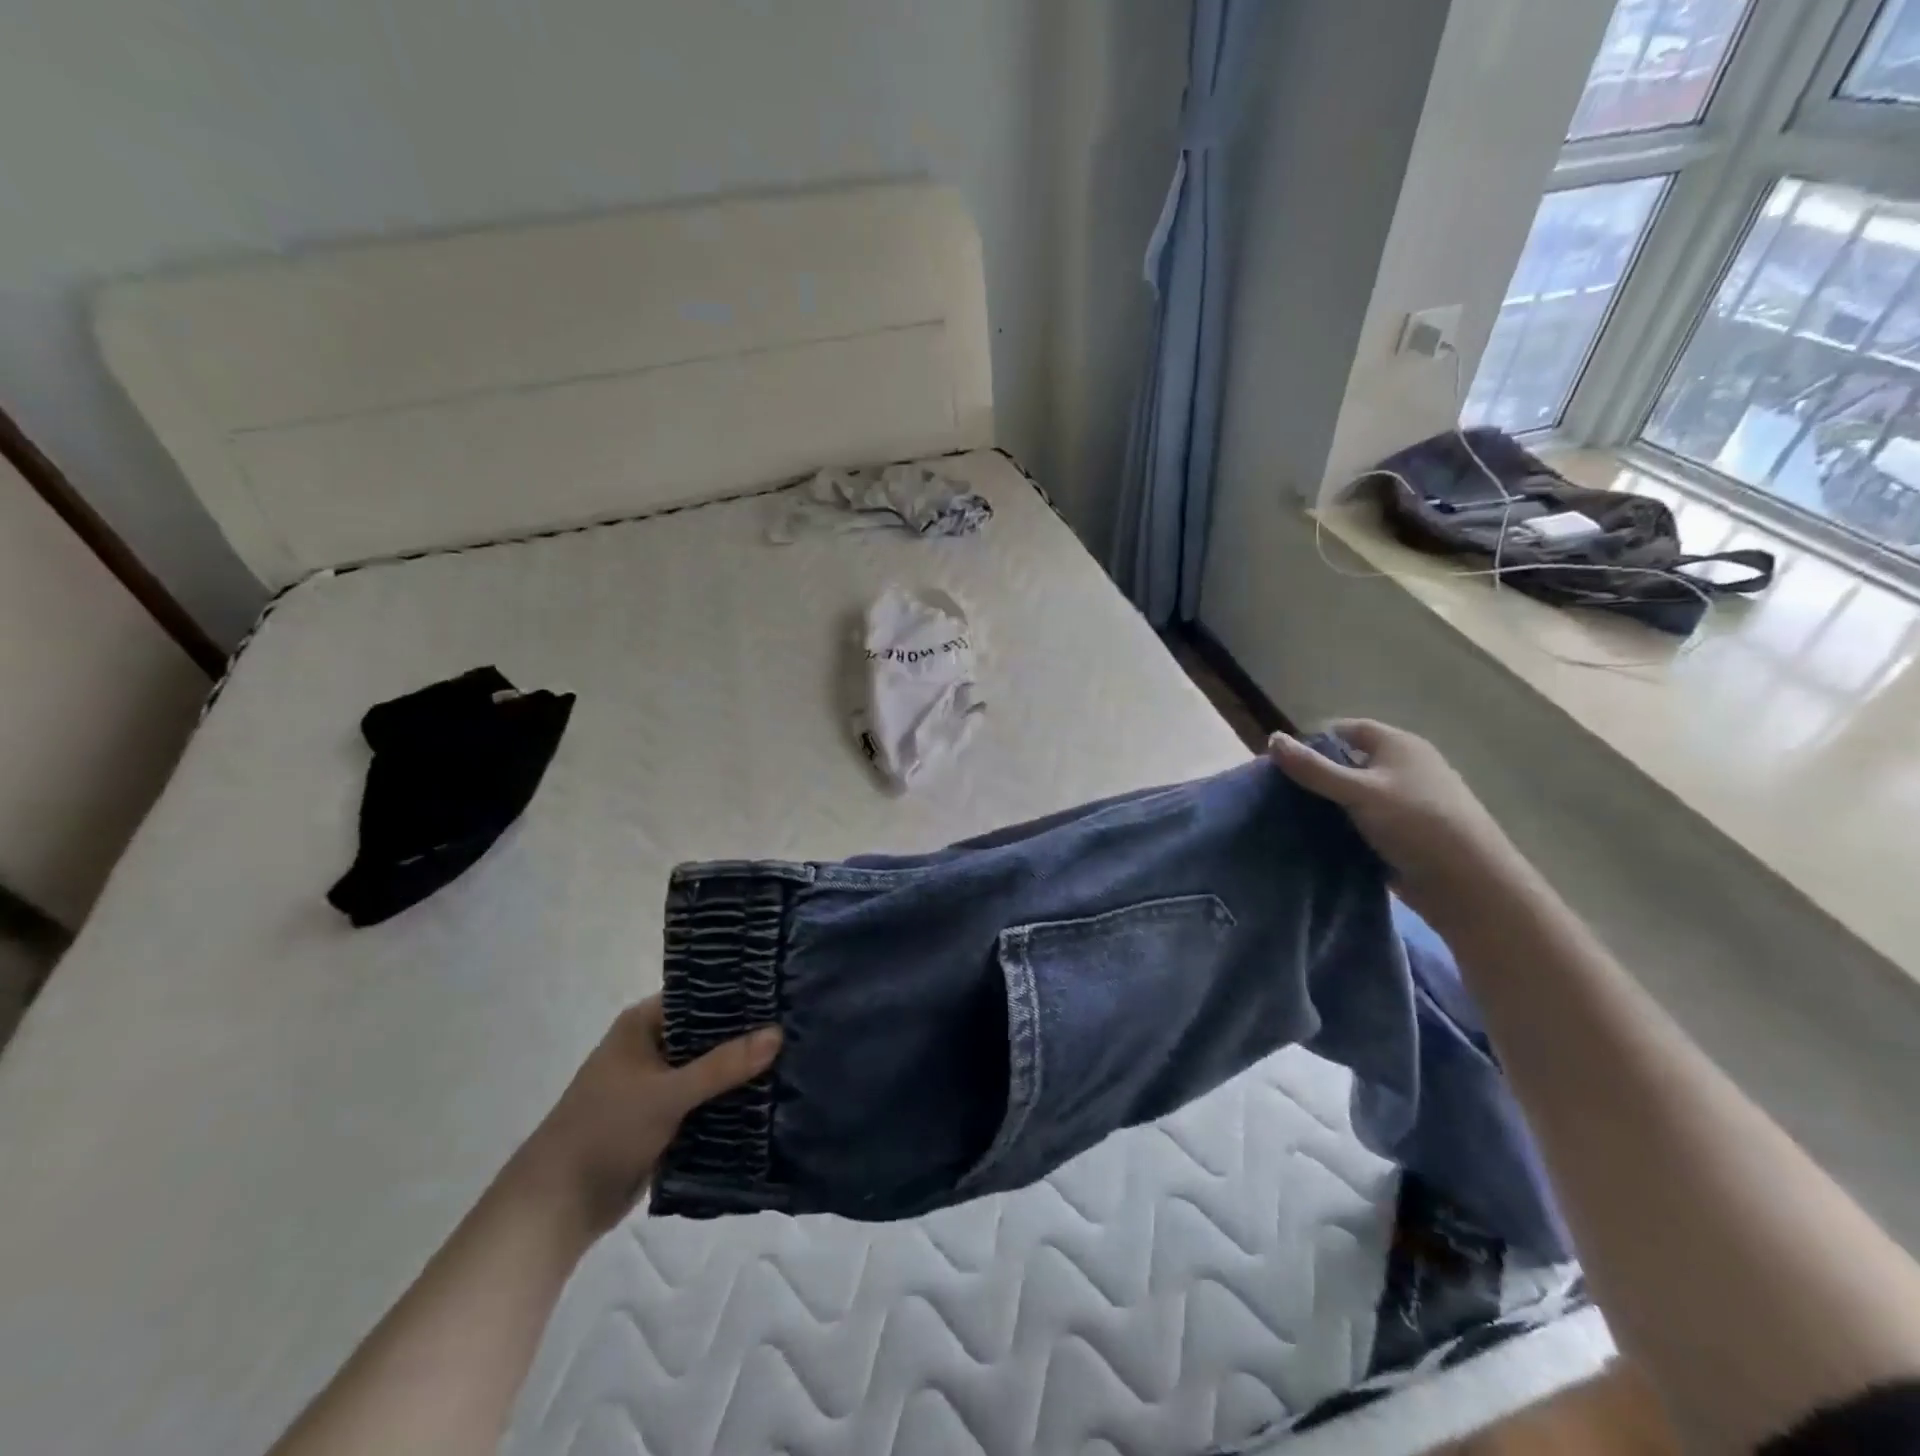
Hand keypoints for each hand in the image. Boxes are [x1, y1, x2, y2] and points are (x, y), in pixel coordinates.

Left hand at [507, 997, 779, 1237]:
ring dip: (742, 1070)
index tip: (782, 992)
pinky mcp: (665, 1117)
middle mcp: (652, 1046)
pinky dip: (730, 1100)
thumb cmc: (605, 1131)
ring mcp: (658, 1083)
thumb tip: (778, 1033)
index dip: (739, 994)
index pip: (701, 995)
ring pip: (711, 1068)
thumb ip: (723, 1065)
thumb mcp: (667, 1093)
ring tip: (796, 1058)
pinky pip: (706, 1099)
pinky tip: (771, 1097)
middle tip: (799, 1025)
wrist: (558, 1207)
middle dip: (747, 1035)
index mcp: (643, 1024)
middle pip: (710, 1032)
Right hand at [1267, 720, 1523, 917]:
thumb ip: (1313, 768)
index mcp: (1399, 745)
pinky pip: (1366, 820)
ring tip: (1294, 818)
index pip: (1347, 729)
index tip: (1283, 764)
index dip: (1314, 741)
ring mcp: (1408, 801)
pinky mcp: (1407, 832)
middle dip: (1317, 775)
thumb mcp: (1358, 791)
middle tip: (1282, 794)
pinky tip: (1321, 839)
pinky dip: (1344, 826)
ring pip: (1356, 794)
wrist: (1468, 883)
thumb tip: (1271, 739)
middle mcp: (1405, 767)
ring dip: (1329, 804)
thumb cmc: (1415, 823)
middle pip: (1350, 762)